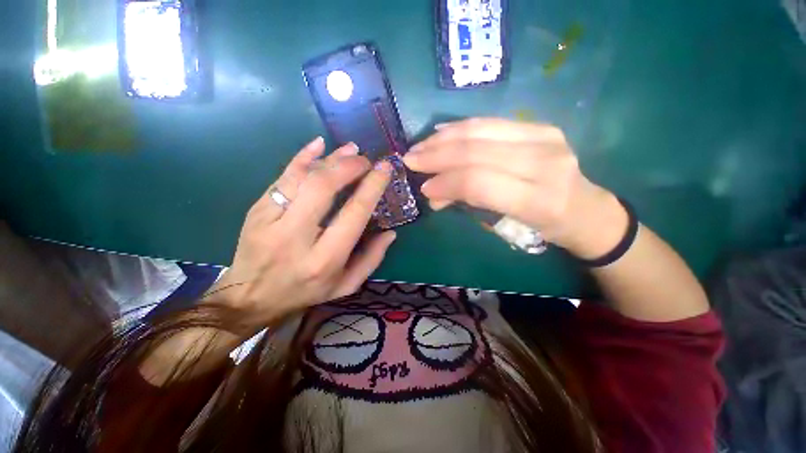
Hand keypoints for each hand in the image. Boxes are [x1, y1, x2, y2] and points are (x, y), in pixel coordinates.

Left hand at [207, 137, 396, 329]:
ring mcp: (270, 220)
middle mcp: (297, 237)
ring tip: (351, 149)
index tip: (384, 168)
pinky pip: (282, 177)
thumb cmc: (304, 292)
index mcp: (325, 259)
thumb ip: (371, 259)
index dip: (372, 186)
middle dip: (349, 166)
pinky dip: (302, 158)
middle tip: (365, 160)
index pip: (354, 213)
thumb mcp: (345, 286)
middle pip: (324, 187)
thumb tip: (390, 233)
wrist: (249, 297)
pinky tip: (318, 145)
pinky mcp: (256, 209)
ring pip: (302, 177)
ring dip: (330, 158)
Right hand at [403, 118, 626, 258]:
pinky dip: (461, 127)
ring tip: (420, 146)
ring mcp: (545, 136)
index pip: (479, 182)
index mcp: (539, 199)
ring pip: (480, 131)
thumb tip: (432, 194)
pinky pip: (490, 122)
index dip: (445, 182)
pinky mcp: (540, 125)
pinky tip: (441, 132)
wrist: (586, 209)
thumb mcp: (504, 224)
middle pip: (477, 152)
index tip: (422, 186)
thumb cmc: (543, 227)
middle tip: (411, 159)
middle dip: (437, 155)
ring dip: (444, 139)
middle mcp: (544, 162)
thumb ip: (467, 204)